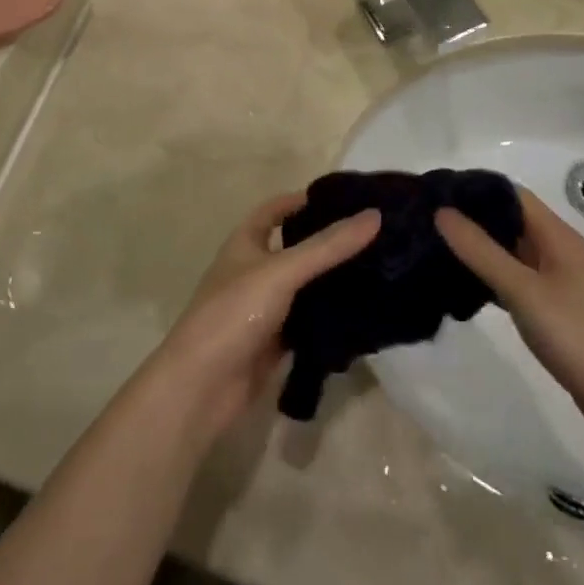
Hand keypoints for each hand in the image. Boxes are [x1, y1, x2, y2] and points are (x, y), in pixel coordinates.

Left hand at [149, 193, 380, 440]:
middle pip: (295, 248)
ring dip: (333, 280)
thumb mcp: (282, 271)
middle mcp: (254, 270)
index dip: (303, 200)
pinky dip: (331, 317)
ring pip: (305, 287)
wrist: (203, 386)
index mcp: (245, 243)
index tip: (345, 198)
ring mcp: (265, 308)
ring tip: (380, 267)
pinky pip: (309, 322)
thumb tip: (374, 215)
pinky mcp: (276, 342)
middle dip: (328, 241)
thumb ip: (327, 247)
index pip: (275, 209)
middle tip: (374, 234)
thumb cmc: (234, 313)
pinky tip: (365, 312)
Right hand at [436, 189, 583, 461]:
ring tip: (432, 250)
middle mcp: (559, 253)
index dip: (473, 189)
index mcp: (558, 237)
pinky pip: (515, 284)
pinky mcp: (556, 316)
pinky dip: (489, 280)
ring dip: (477, 250)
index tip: (431, 191)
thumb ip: (482, 252)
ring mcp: (559, 286)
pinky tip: (461, 290)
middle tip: (422, 222)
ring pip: (510, 254)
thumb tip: (442, 211)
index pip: (510, 194)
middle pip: (509, 222)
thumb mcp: (526, 292)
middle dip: (469, 219)